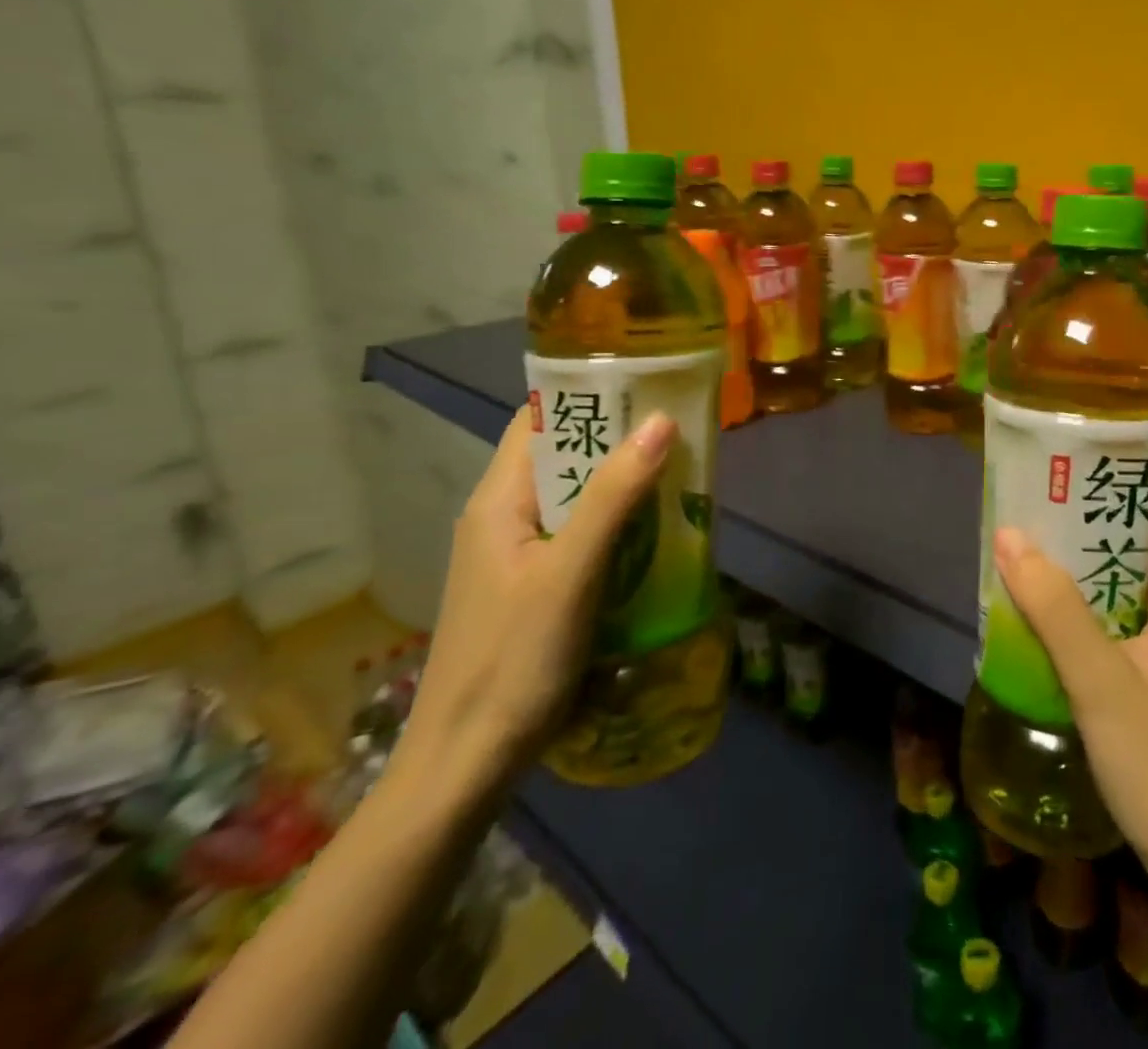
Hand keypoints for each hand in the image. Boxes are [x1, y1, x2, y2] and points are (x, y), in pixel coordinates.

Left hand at [395, 406, 676, 800]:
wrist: (466, 765)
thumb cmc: (513, 662)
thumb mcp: (570, 574)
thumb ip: (614, 497)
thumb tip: (660, 420)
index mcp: (498, 501)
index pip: (540, 420)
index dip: (590, 394)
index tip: (649, 382)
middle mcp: (502, 517)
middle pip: (563, 456)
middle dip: (620, 439)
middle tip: (682, 428)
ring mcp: (517, 554)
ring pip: (576, 497)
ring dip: (623, 483)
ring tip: (681, 472)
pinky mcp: (534, 586)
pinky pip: (581, 534)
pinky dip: (619, 523)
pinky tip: (657, 534)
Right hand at [992, 486, 1147, 906]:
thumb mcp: (1101, 681)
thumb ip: (1053, 607)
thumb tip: (1009, 533)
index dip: (1144, 473)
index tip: (1088, 456)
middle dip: (1103, 516)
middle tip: (1046, 499)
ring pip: (1145, 580)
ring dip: (1098, 562)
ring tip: (1042, 547)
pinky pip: (1141, 617)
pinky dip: (1104, 603)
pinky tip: (1061, 615)